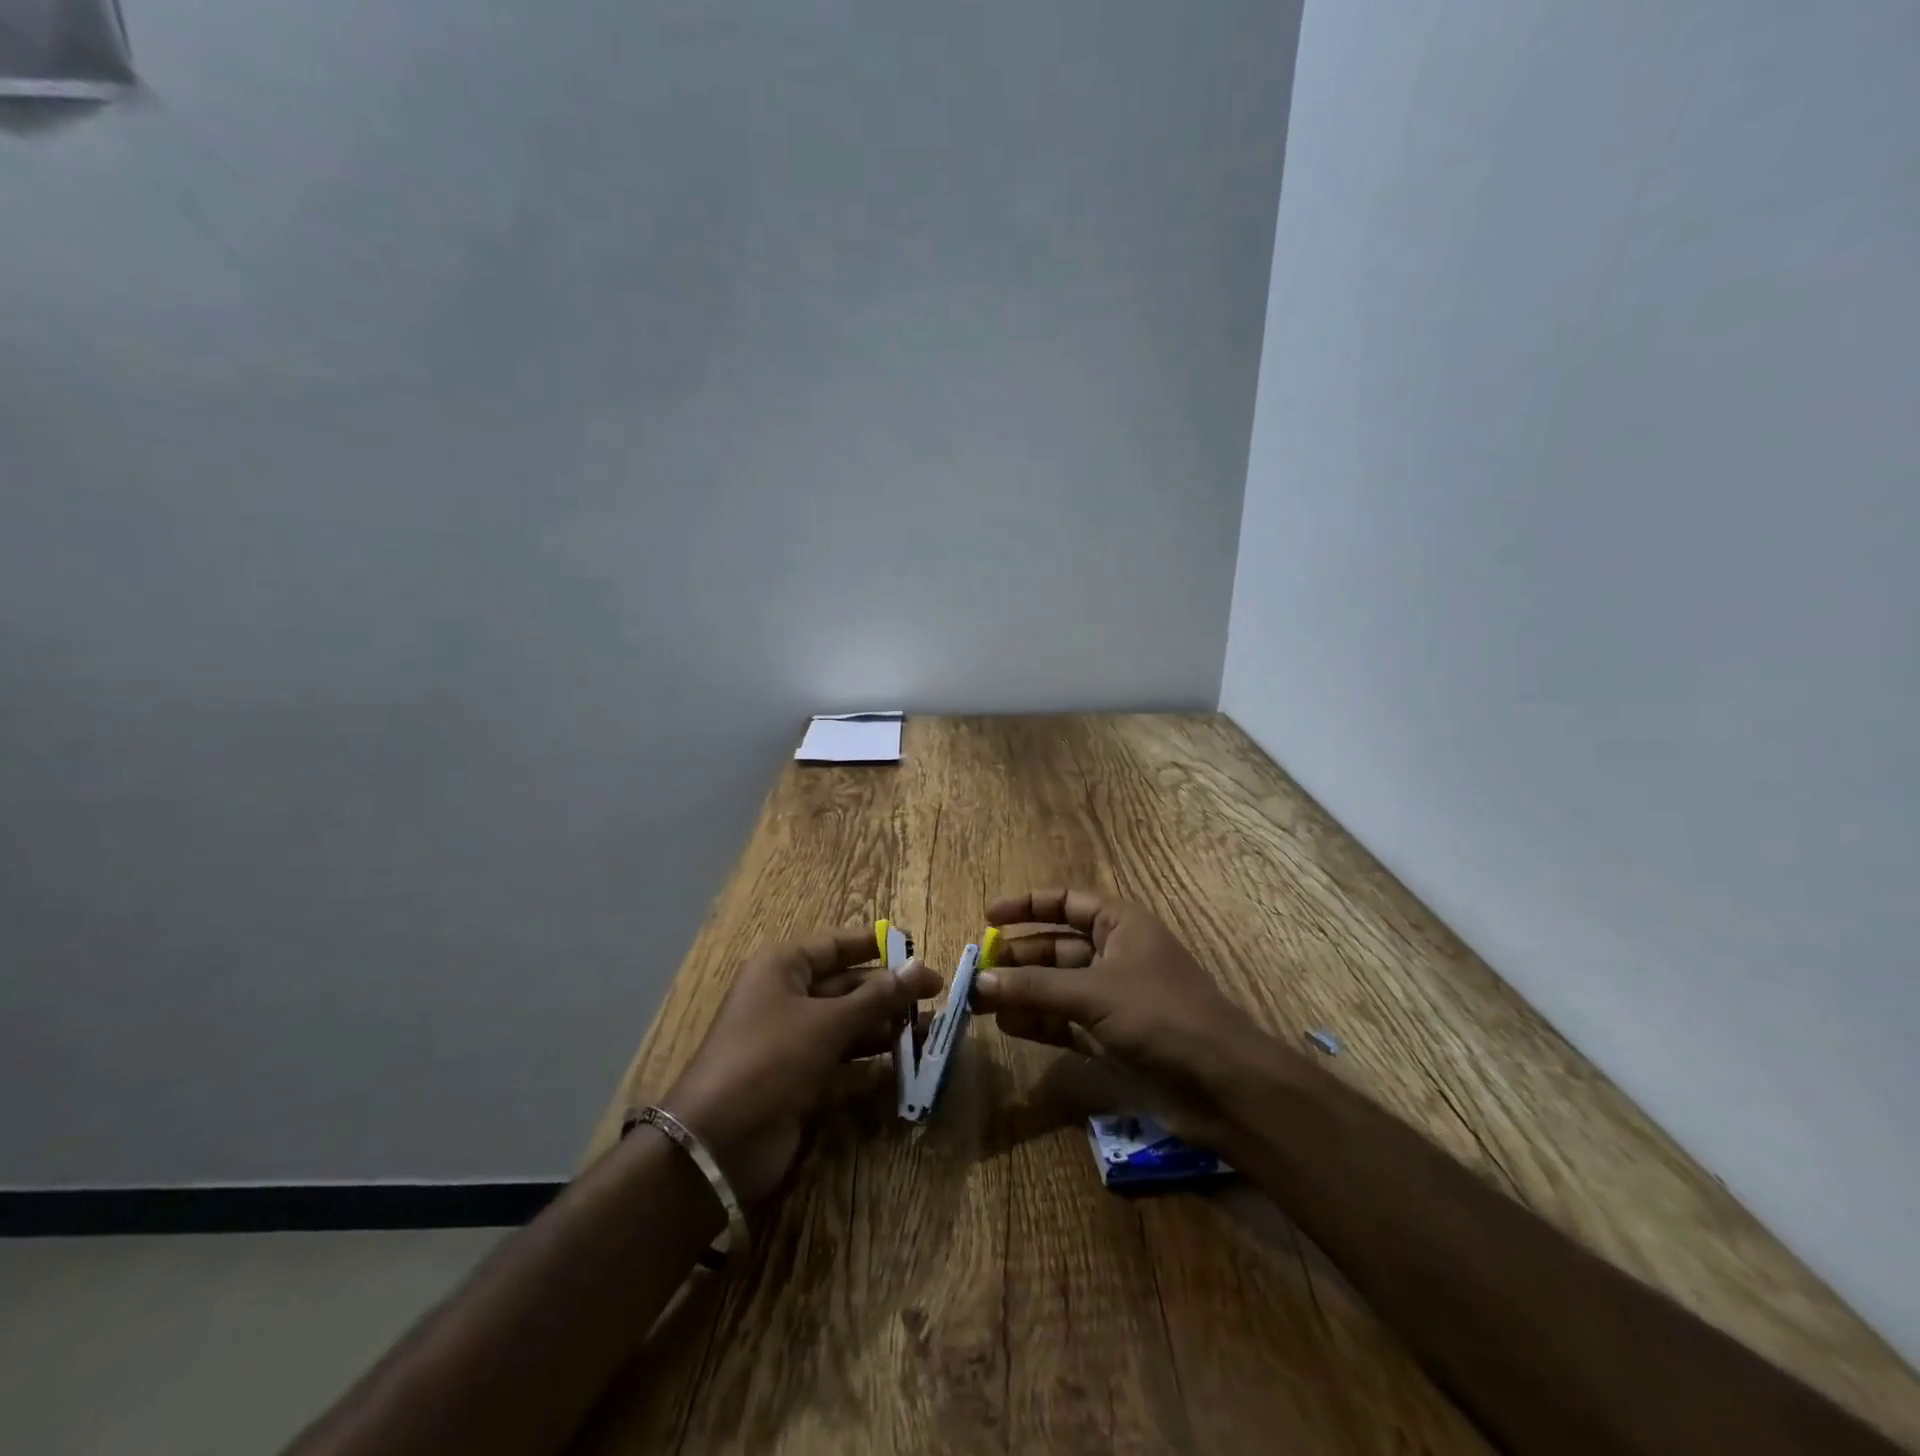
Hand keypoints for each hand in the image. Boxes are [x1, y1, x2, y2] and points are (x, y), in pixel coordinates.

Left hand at [661, 928, 940, 1201]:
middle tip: (937, 996)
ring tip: (932, 1028)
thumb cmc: (770, 1060)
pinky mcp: (801, 1076)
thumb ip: (877, 997)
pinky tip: (906, 1060)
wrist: (718, 1143)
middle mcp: (787, 996)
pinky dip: (872, 1057)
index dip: (877, 945)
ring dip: (886, 1024)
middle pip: (847, 984)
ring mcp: (793, 1038)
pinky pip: (844, 1056)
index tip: (918, 946)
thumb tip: (921, 969)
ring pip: (849, 1022)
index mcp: (783, 967)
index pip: (837, 945)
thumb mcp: (827, 1023)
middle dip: (889, 990)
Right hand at [973, 889, 1261, 1142]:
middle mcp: (1114, 954)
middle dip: (1017, 958)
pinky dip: (1037, 1022)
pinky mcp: (1111, 1037)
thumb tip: (980, 981)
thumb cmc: (1160, 1016)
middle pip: (1055, 946)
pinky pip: (1064, 1021)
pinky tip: (1007, 1026)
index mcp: (1120, 925)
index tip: (988, 916)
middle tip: (975, 971)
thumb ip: (1034, 988)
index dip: (1027, 905)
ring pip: (1056, 986)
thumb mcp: (1093, 993)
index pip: (1066, 902)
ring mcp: (1113, 998)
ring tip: (979, 1002)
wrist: (1222, 1084)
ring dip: (1022, 992)